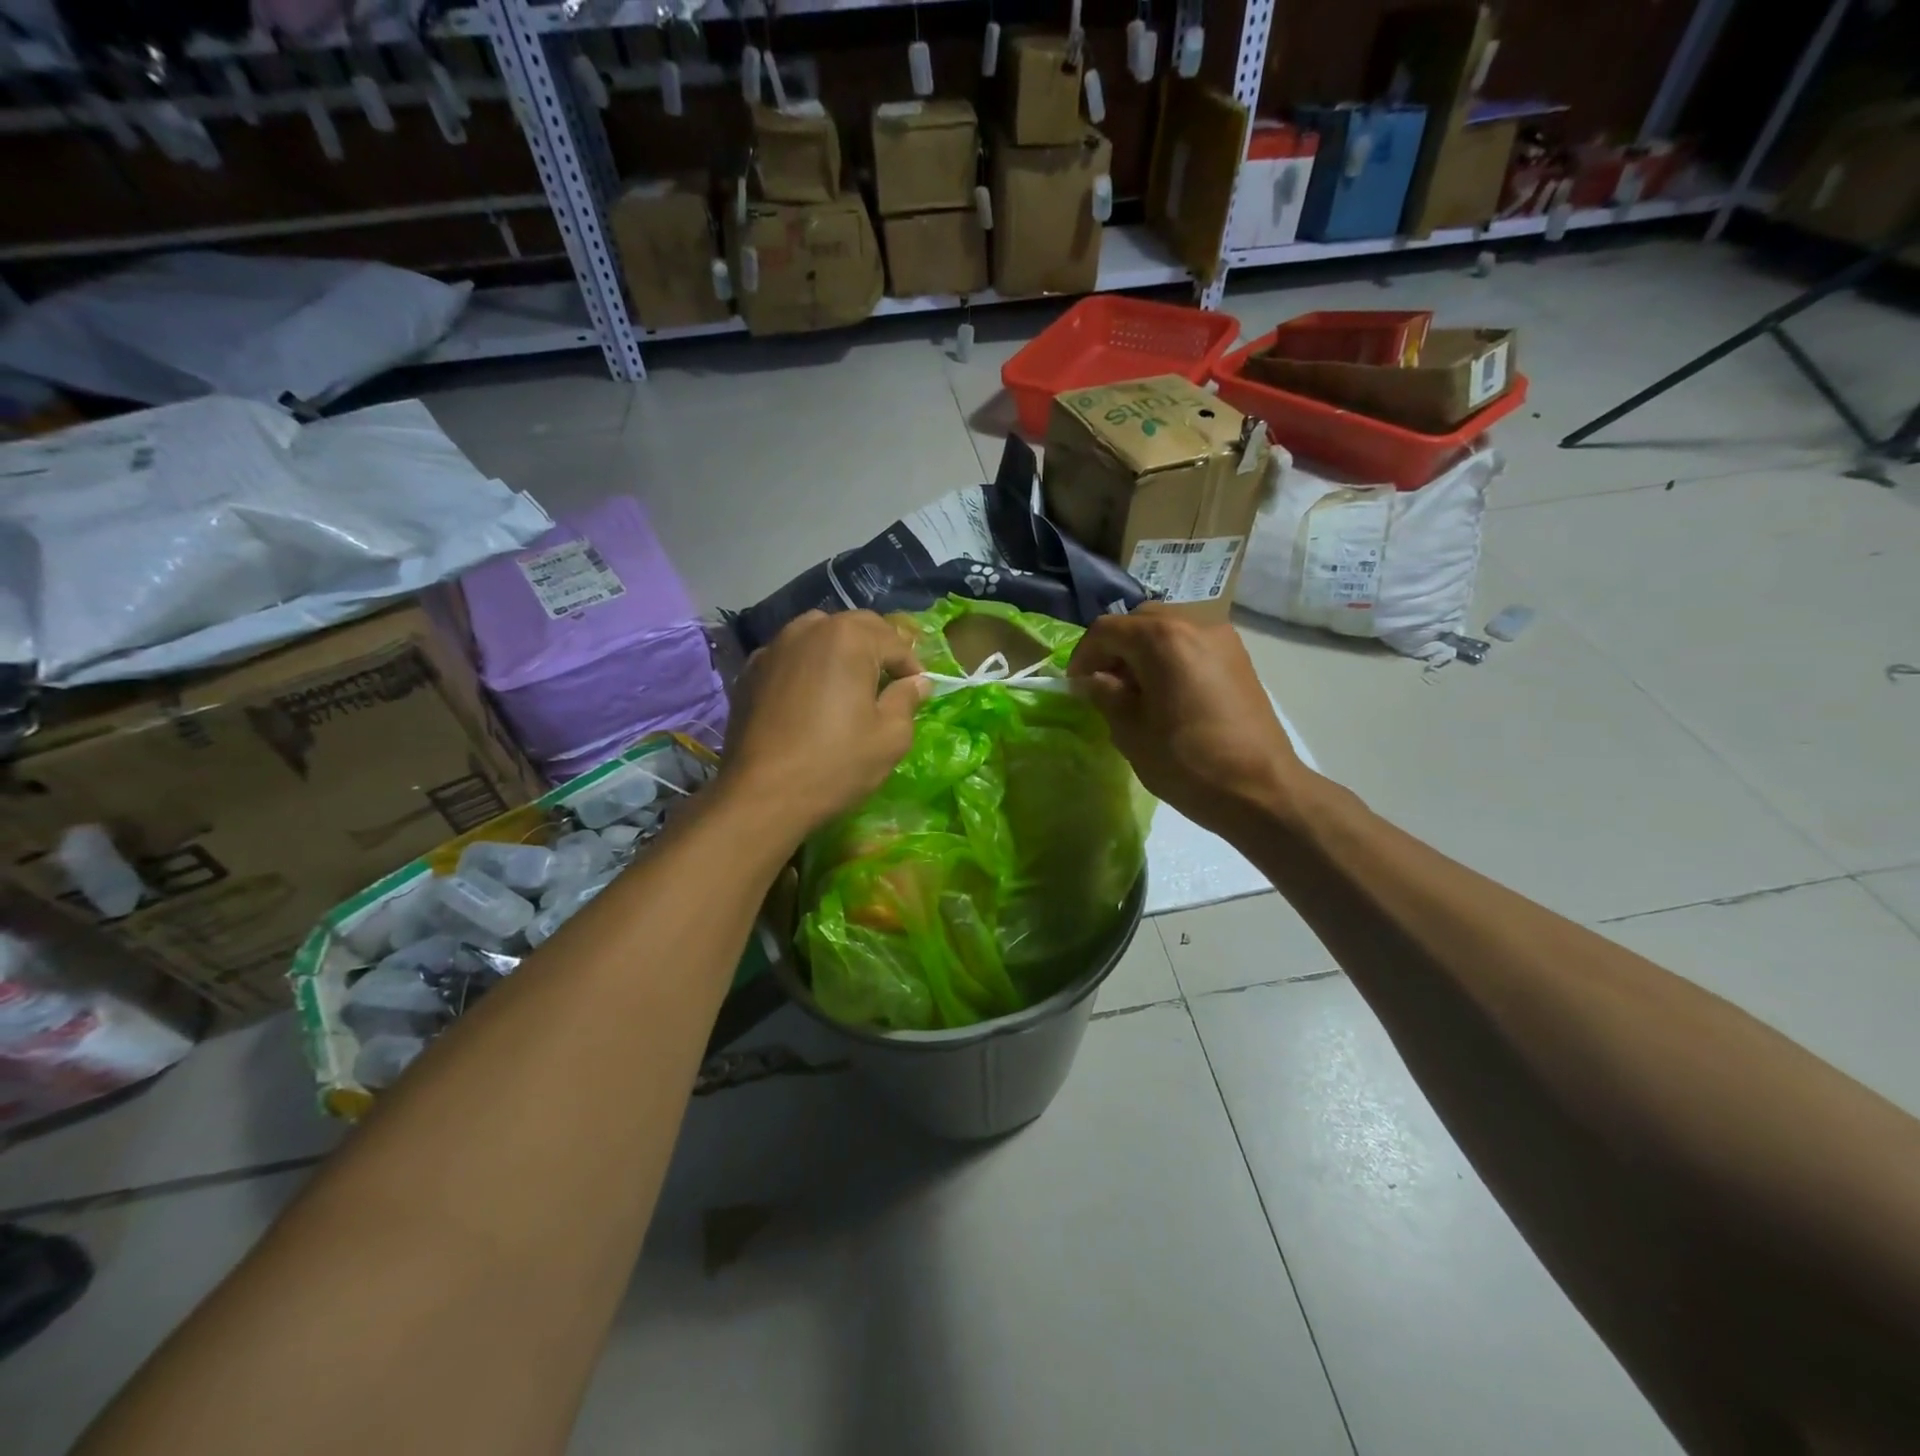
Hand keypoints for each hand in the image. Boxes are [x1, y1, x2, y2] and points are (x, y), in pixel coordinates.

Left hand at [721, 610, 929, 839]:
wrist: (762, 795)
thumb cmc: (835, 763)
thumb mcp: (890, 737)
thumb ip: (907, 700)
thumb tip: (918, 682)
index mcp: (848, 638)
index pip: (894, 642)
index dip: (912, 667)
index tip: (919, 691)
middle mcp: (809, 629)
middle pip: (855, 627)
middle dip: (878, 650)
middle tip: (890, 683)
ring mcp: (774, 647)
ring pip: (819, 636)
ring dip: (840, 652)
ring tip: (850, 685)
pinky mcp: (750, 671)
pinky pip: (790, 657)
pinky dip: (808, 667)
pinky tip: (811, 697)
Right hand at [1067, 606, 1308, 833]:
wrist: (1260, 789)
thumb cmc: (1187, 763)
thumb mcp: (1131, 732)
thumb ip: (1105, 695)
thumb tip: (1092, 680)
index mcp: (1162, 639)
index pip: (1107, 630)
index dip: (1083, 656)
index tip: (1076, 686)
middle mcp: (1194, 624)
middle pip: (1140, 621)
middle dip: (1115, 649)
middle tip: (1104, 686)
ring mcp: (1222, 638)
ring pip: (1168, 629)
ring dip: (1143, 652)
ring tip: (1136, 692)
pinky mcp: (1239, 657)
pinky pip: (1192, 644)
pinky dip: (1170, 657)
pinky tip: (1167, 694)